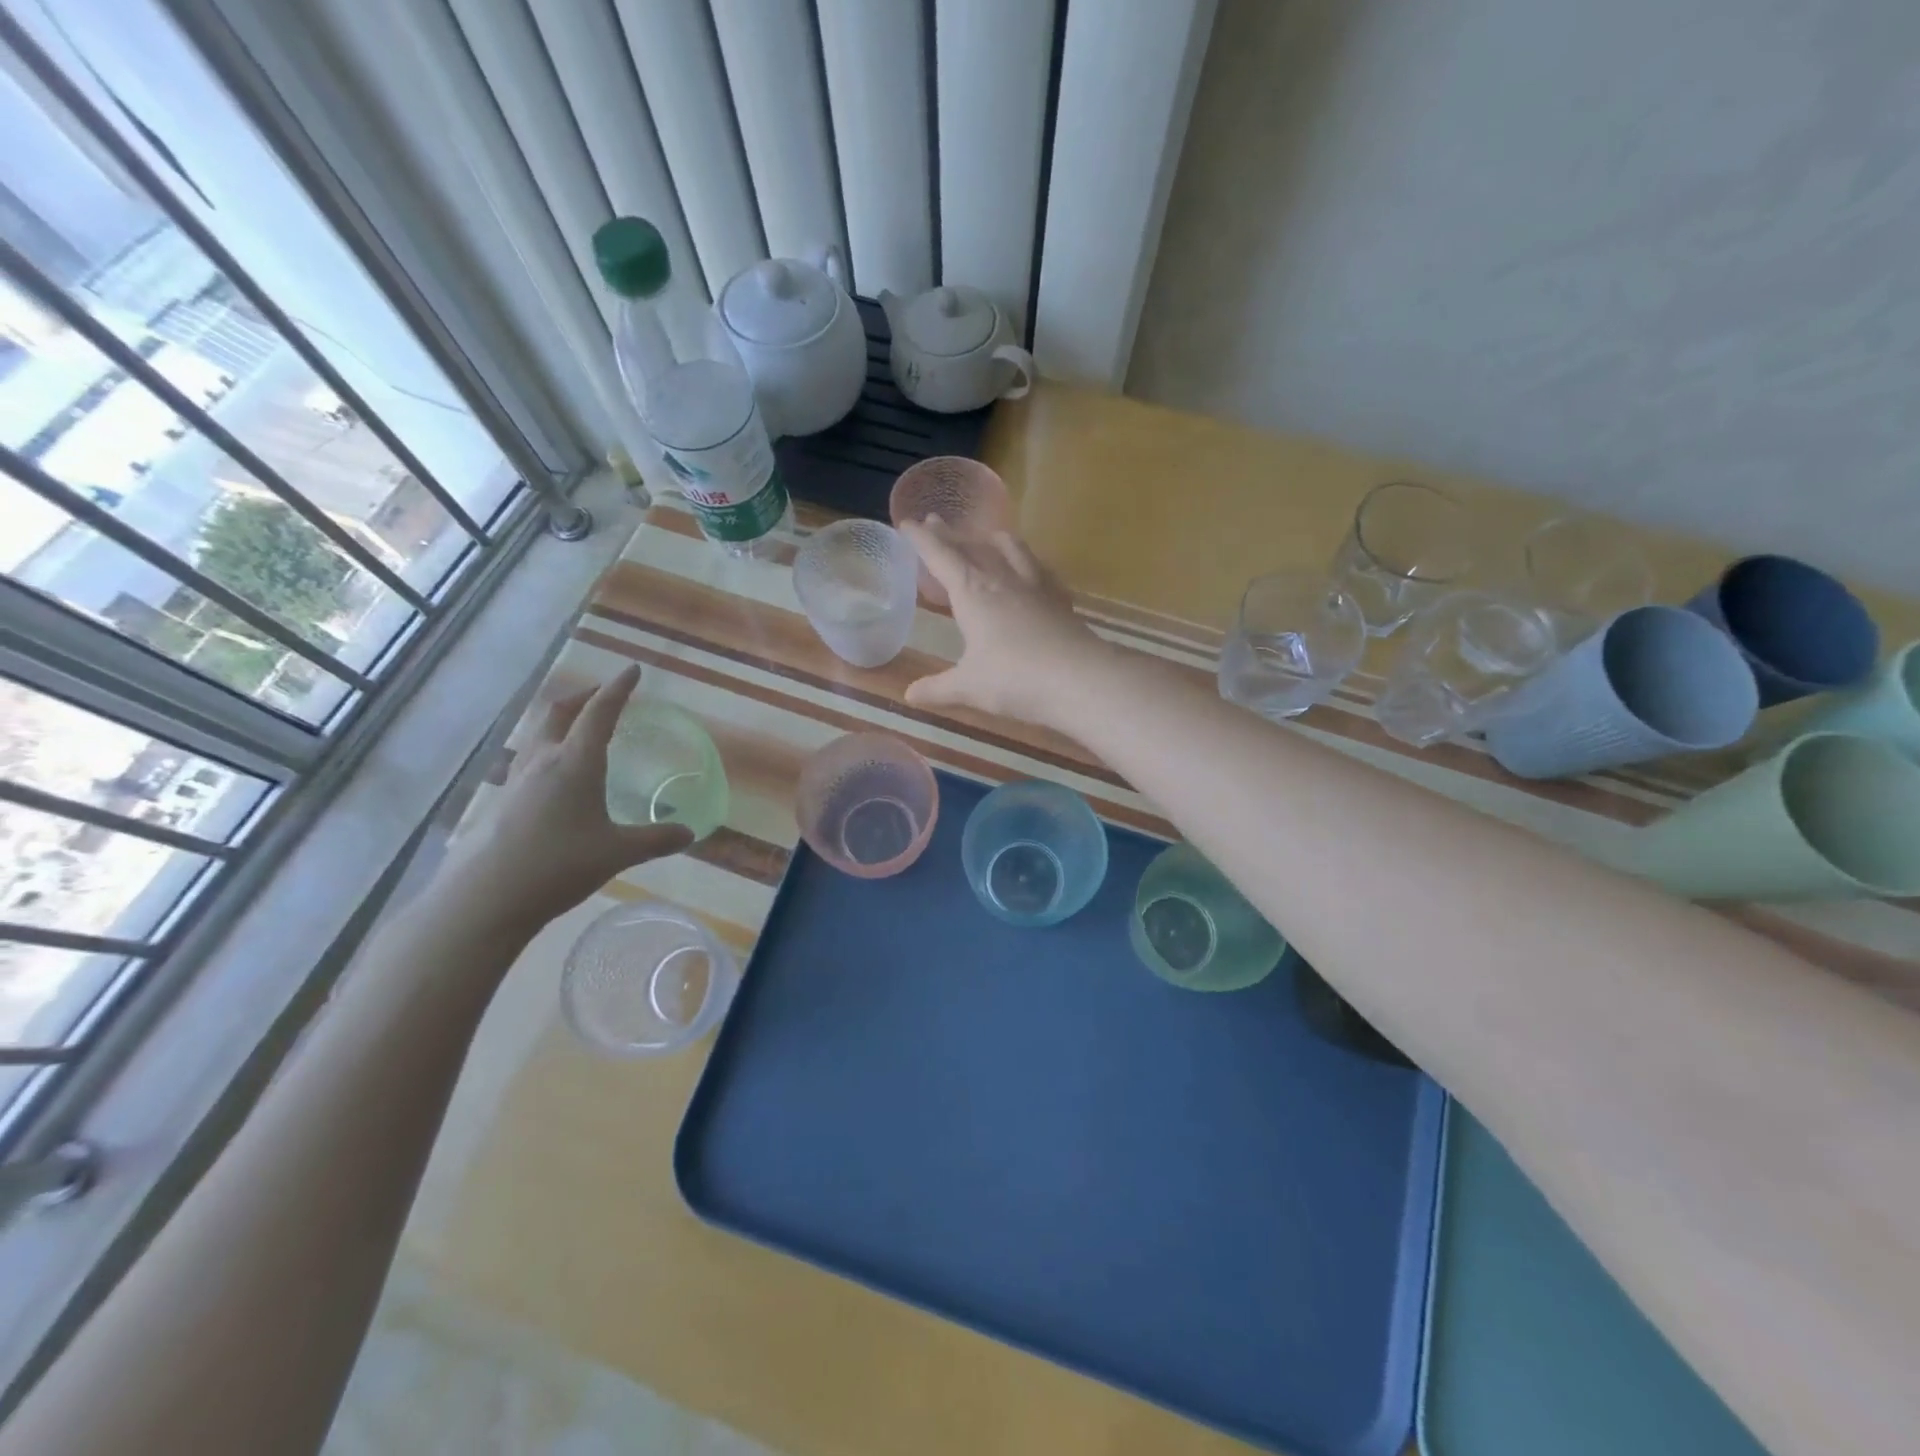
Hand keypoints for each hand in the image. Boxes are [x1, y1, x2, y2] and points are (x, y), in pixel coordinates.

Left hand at [451, 665, 693, 926]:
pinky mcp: (501, 802)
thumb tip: (688, 832)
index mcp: (576, 762)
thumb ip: (655, 840)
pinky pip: (529, 760)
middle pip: (559, 712)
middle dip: (584, 696)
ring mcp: (516, 780)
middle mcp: (543, 761)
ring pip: (539, 734)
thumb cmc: (558, 865)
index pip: (600, 712)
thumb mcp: (617, 853)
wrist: (485, 898)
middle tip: (603, 695)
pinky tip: (555, 778)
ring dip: (561, 722)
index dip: (618, 689)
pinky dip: (549, 751)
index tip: (632, 670)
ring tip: (580, 731)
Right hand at [900, 518, 1103, 725]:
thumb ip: (938, 689)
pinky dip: (1029, 562)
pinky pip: (1041, 570)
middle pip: (973, 547)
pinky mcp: (1061, 600)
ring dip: (993, 539)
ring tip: (987, 536)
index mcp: (973, 592)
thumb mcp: (969, 688)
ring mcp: (1036, 587)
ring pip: (1012, 549)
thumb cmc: (1015, 680)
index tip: (907, 522)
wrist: (1080, 679)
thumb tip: (910, 695)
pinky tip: (1033, 570)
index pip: (941, 556)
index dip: (922, 539)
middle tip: (937, 522)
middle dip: (951, 535)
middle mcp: (1003, 580)